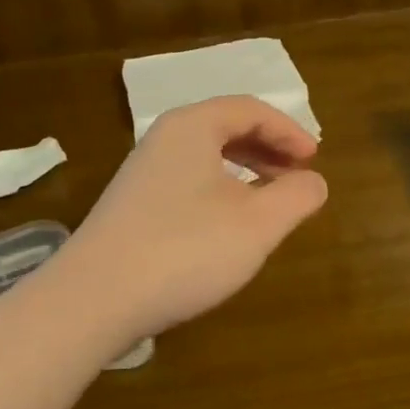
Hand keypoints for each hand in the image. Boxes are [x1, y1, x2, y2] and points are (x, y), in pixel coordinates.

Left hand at [50, 96, 328, 348]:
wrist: (95, 298)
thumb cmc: (186, 250)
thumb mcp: (257, 224)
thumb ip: (296, 196)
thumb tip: (314, 181)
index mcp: (192, 127)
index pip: (250, 110)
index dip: (289, 131)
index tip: (315, 159)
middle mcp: (163, 139)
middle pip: (225, 128)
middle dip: (267, 148)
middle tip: (296, 176)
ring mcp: (141, 172)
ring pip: (204, 157)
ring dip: (243, 171)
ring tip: (269, 200)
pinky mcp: (131, 205)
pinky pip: (186, 181)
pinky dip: (218, 191)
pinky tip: (227, 225)